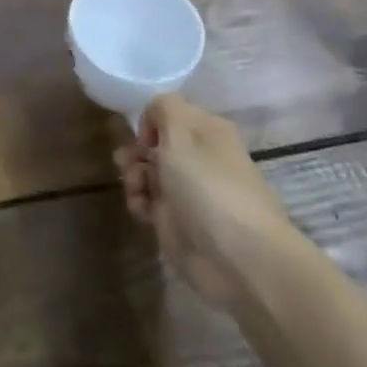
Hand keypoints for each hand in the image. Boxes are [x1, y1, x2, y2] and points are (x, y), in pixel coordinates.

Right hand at [114, 95, 291, 310]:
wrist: (239, 259)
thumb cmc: (209, 187)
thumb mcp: (181, 133)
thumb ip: (164, 108)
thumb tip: (155, 113)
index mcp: (207, 131)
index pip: (170, 113)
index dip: (150, 121)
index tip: (143, 138)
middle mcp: (200, 157)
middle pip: (156, 144)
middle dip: (136, 151)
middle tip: (127, 163)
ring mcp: (189, 191)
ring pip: (149, 173)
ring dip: (134, 177)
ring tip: (136, 190)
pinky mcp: (179, 222)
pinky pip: (150, 202)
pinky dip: (140, 203)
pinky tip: (141, 211)